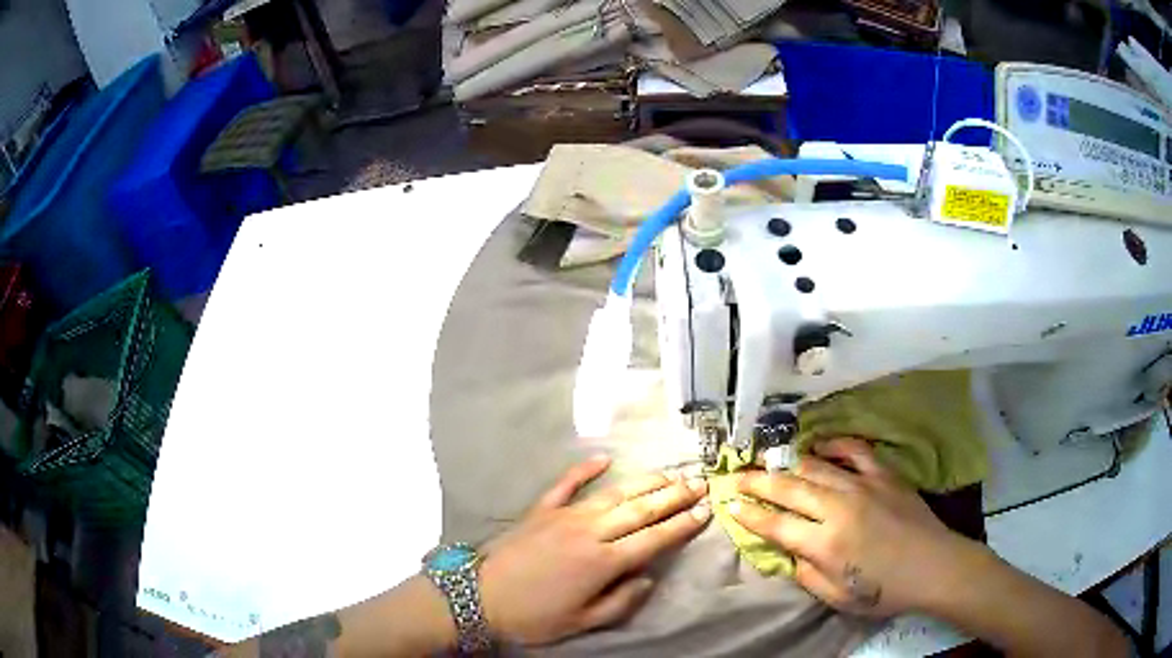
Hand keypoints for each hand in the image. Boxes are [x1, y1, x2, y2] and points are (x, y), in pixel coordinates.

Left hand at [479, 455, 710, 644]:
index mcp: (603, 562)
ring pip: (614, 493)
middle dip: (673, 496)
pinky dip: (586, 469)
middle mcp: (590, 531)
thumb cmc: (534, 616)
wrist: (479, 596)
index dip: (682, 524)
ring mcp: (565, 515)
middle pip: (640, 509)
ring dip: (645, 482)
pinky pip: (567, 483)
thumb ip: (621, 601)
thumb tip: (649, 577)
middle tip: (700, 482)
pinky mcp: (541, 509)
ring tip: (670, 473)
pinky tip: (604, 458)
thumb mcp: (582, 622)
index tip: (706, 510)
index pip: (654, 538)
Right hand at [729, 437, 967, 616]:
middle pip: (788, 488)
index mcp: (825, 543)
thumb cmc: (885, 590)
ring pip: (815, 466)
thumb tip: (789, 552)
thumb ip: (806, 574)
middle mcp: (838, 508)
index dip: (748, 513)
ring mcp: (863, 485)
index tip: (729, 502)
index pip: (775, 523)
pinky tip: (820, 444)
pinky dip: (835, 445)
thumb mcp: (838, 596)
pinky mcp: (883, 474)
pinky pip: (854, 451)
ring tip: (766, 458)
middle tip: (735, 475)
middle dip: (757, 481)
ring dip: (786, 463)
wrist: (934, 565)